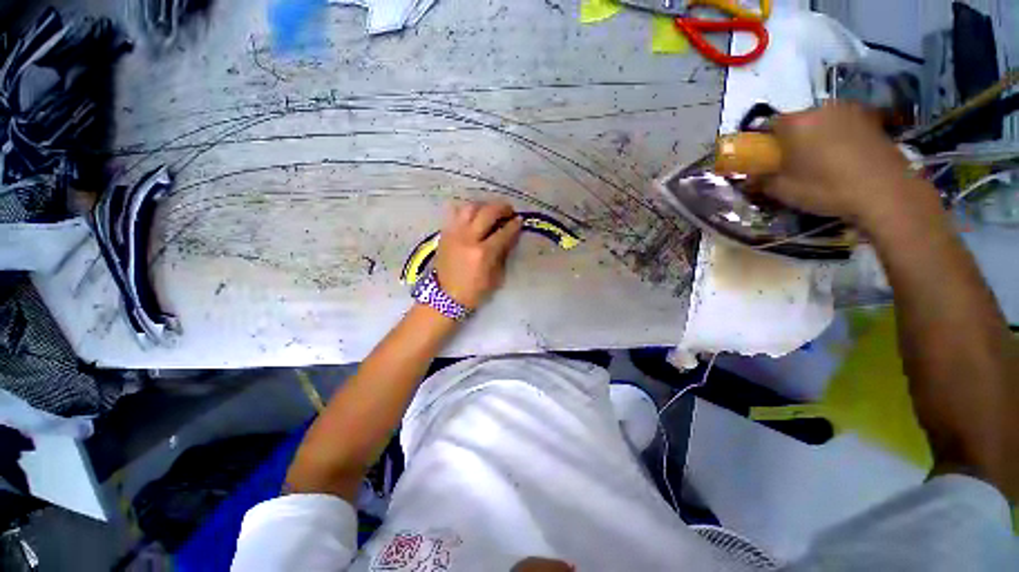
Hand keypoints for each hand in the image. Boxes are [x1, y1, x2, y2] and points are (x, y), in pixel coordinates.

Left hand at [434, 201, 522, 309]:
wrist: (446, 297)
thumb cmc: (475, 291)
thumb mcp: (496, 277)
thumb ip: (503, 254)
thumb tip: (510, 237)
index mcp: (483, 253)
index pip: (503, 232)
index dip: (514, 225)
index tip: (520, 220)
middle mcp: (468, 238)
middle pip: (487, 212)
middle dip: (501, 208)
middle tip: (508, 210)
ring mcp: (454, 234)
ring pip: (469, 208)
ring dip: (483, 206)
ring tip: (490, 211)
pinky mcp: (444, 234)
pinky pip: (455, 214)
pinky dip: (467, 211)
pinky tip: (474, 216)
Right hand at [761, 103, 931, 230]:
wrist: (885, 191)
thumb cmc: (826, 187)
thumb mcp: (783, 190)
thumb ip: (761, 181)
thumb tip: (748, 179)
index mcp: (795, 123)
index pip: (769, 125)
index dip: (765, 142)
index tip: (767, 158)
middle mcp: (821, 108)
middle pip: (798, 121)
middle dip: (793, 139)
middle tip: (795, 163)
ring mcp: (850, 111)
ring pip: (823, 122)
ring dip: (817, 137)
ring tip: (823, 162)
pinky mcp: (872, 120)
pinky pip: (845, 126)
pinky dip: (840, 138)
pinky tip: (845, 159)